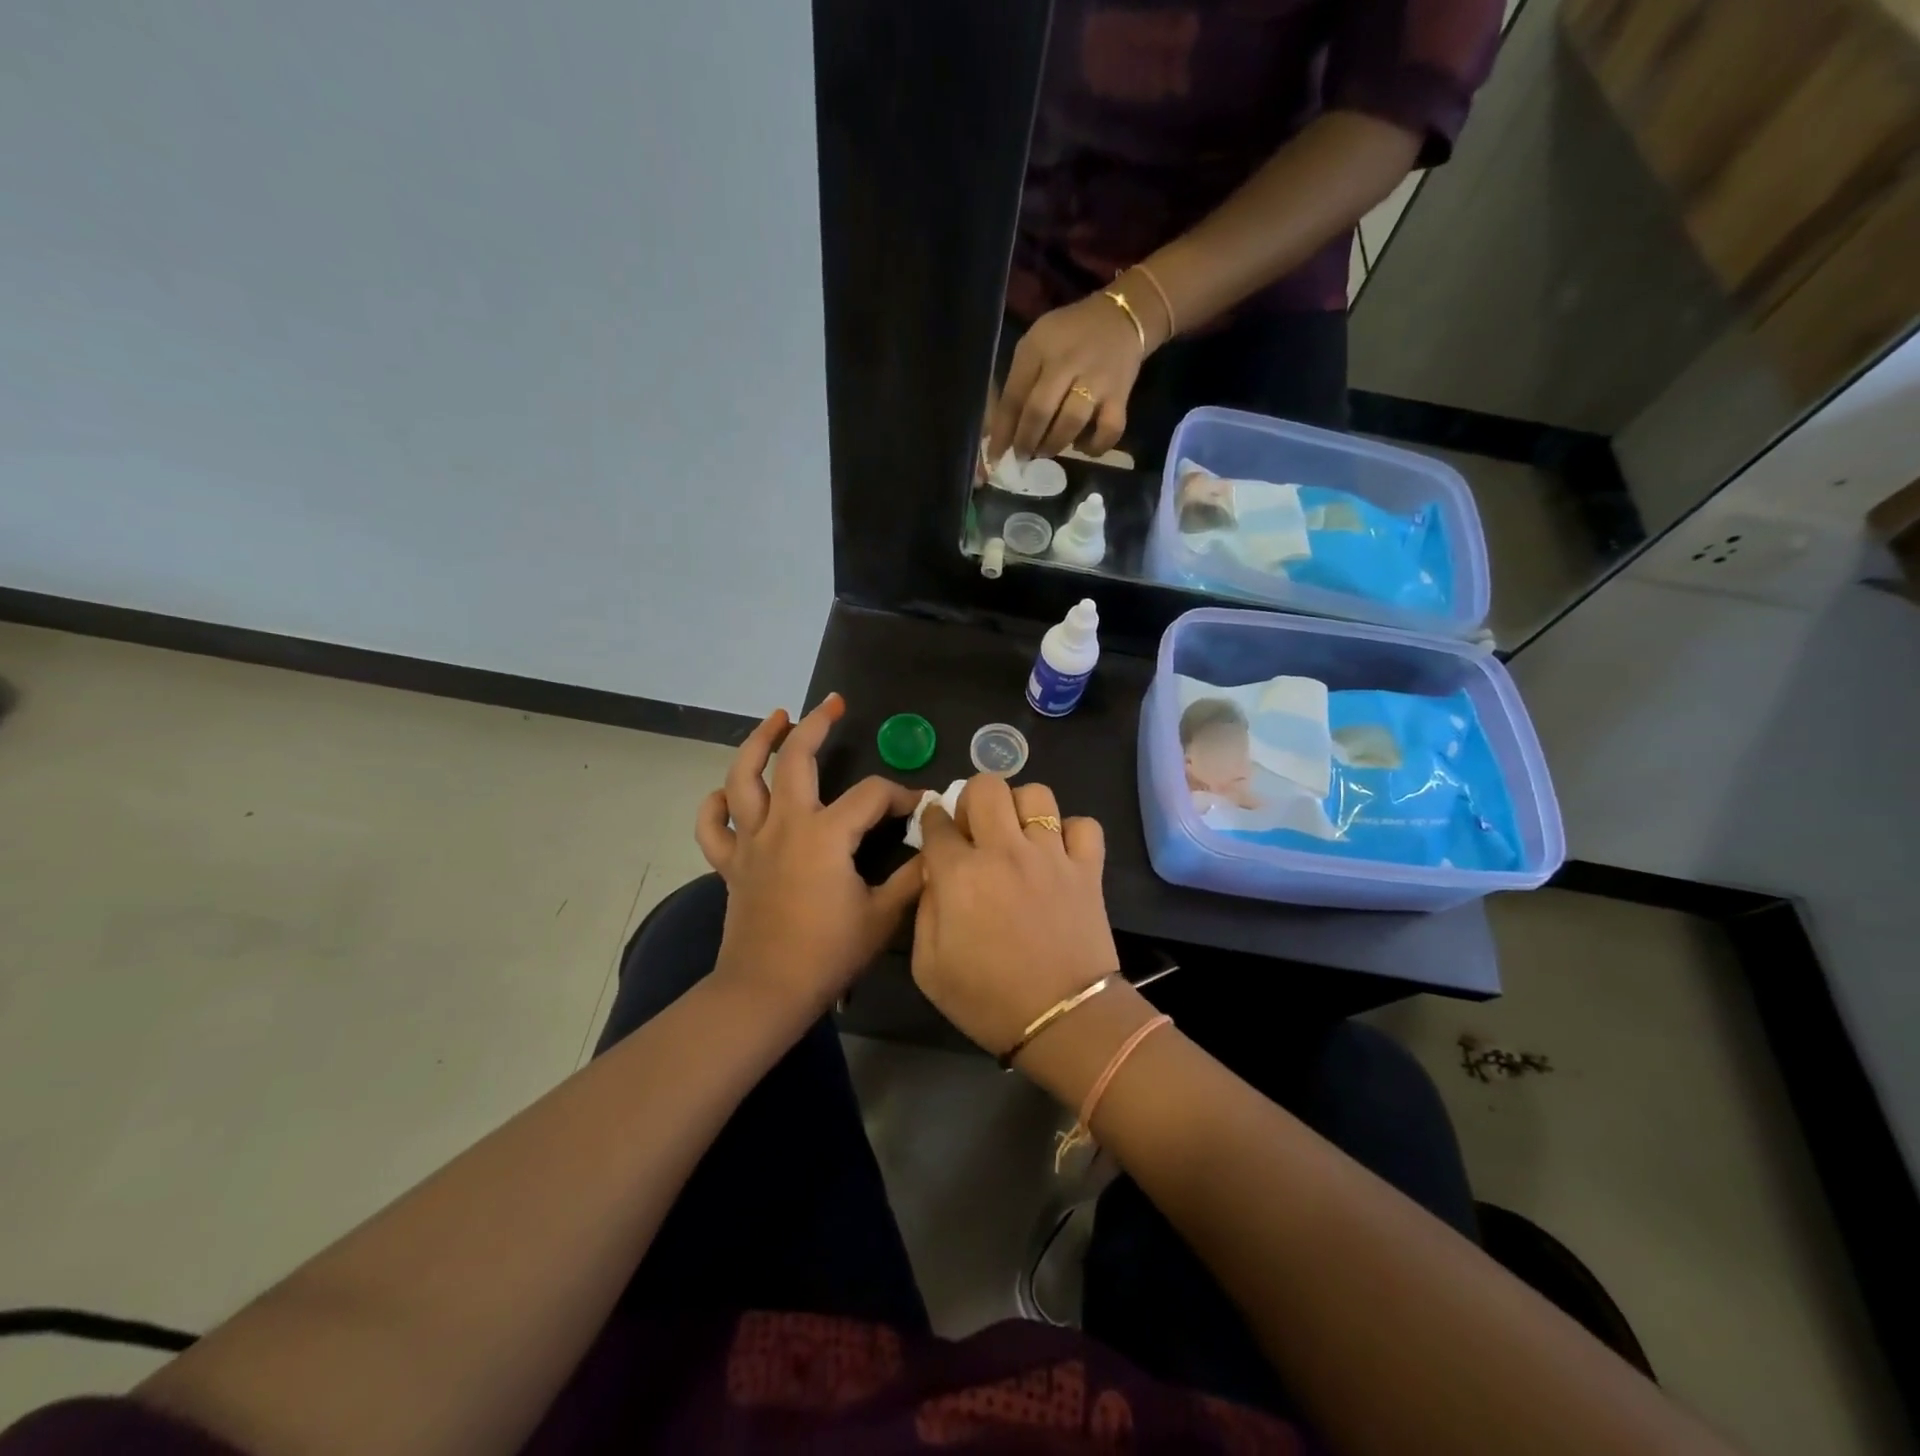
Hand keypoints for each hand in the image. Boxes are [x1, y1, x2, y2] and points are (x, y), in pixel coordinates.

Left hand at [694, 694, 923, 1020]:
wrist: (766, 992)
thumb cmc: (828, 953)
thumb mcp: (882, 916)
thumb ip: (913, 878)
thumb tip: (935, 850)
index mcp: (826, 834)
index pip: (871, 795)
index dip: (900, 795)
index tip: (919, 808)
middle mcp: (785, 824)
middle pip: (797, 759)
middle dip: (816, 725)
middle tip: (833, 704)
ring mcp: (751, 841)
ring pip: (744, 777)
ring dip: (759, 742)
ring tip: (776, 719)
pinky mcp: (730, 864)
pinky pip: (713, 826)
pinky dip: (716, 805)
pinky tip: (727, 793)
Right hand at [910, 775, 1119, 1057]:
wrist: (1062, 1021)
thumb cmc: (986, 1000)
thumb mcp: (928, 967)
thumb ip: (925, 909)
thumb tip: (935, 872)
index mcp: (960, 874)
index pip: (936, 822)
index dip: (931, 819)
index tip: (934, 828)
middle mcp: (1005, 851)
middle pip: (986, 787)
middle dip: (972, 799)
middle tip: (975, 828)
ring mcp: (1052, 855)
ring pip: (1036, 794)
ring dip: (1020, 808)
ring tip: (1018, 834)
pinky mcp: (1088, 868)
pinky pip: (1084, 825)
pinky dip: (1071, 832)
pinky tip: (1059, 853)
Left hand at [988, 291, 1146, 462]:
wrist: (1122, 315)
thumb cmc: (1070, 335)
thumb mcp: (1037, 344)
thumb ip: (1019, 381)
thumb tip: (1003, 429)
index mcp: (1039, 348)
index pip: (1014, 396)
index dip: (1002, 431)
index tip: (995, 456)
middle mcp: (1067, 362)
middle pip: (1040, 411)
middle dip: (1026, 442)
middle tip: (1022, 456)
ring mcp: (1096, 380)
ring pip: (1070, 424)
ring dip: (1054, 445)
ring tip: (1046, 452)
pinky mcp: (1120, 395)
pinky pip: (1109, 430)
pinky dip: (1094, 447)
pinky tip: (1083, 447)